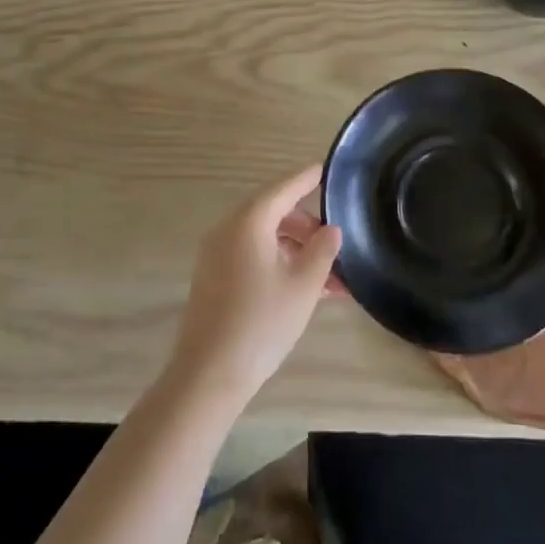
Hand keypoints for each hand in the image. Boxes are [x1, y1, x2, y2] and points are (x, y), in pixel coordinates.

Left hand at [169, 165, 342, 409]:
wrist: (208, 374)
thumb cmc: (261, 322)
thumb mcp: (304, 285)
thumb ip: (322, 251)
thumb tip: (331, 230)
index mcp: (248, 221)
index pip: (284, 188)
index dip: (308, 178)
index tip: (327, 169)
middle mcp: (228, 229)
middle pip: (274, 212)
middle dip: (307, 226)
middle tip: (335, 244)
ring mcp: (217, 254)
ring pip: (265, 238)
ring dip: (296, 250)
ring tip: (329, 278)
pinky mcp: (214, 278)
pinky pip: (252, 256)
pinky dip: (278, 263)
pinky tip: (304, 289)